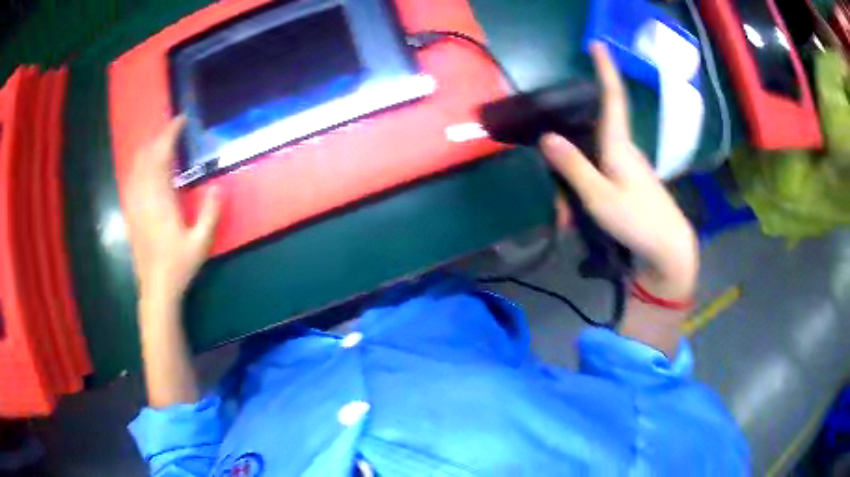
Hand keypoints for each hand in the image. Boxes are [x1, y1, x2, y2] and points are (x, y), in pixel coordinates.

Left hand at [125, 117, 221, 305]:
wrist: (156, 289)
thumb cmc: (179, 266)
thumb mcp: (201, 243)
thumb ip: (210, 214)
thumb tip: (219, 187)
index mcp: (161, 201)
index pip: (162, 157)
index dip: (170, 135)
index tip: (181, 120)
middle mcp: (144, 198)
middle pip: (147, 157)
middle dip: (159, 137)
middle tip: (173, 127)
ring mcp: (134, 205)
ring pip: (136, 167)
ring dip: (147, 149)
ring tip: (159, 140)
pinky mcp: (131, 214)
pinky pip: (131, 180)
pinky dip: (138, 165)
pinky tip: (142, 164)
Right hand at [540, 43, 697, 298]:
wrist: (669, 250)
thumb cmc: (637, 222)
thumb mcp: (599, 198)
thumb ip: (573, 167)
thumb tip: (547, 137)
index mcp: (619, 145)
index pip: (612, 98)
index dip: (605, 70)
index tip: (597, 44)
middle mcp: (625, 150)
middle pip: (591, 134)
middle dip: (570, 154)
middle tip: (562, 198)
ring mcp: (628, 167)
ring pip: (592, 160)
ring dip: (576, 183)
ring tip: (570, 219)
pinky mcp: (629, 182)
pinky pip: (600, 175)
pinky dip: (585, 191)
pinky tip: (581, 219)